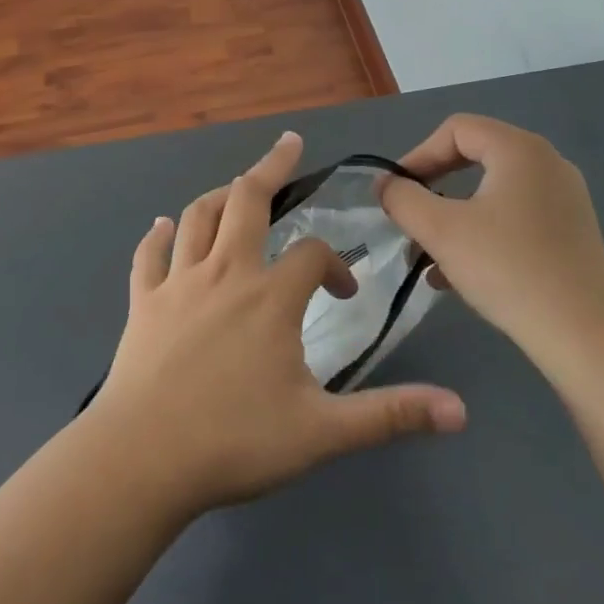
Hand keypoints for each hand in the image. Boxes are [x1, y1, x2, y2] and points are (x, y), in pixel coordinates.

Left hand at [87, 131, 466, 517]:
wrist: (143, 459)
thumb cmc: (235, 441)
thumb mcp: (322, 432)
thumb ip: (389, 414)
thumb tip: (460, 410)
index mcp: (270, 297)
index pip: (312, 255)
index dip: (334, 264)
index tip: (343, 292)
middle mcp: (224, 273)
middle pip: (248, 200)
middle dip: (272, 167)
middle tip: (289, 143)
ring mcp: (178, 283)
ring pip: (198, 217)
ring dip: (220, 194)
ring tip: (238, 186)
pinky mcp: (143, 302)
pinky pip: (149, 256)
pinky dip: (158, 236)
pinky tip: (163, 226)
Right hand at [378, 114, 603, 355]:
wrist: (586, 335)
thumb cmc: (508, 269)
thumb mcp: (441, 231)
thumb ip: (403, 199)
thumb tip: (385, 184)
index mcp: (519, 149)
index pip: (456, 130)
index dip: (418, 155)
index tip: (396, 192)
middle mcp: (546, 164)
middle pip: (475, 157)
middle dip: (434, 186)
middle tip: (410, 216)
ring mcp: (563, 199)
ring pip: (492, 192)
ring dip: (453, 216)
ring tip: (427, 254)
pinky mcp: (570, 233)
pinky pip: (513, 217)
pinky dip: (481, 233)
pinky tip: (458, 274)